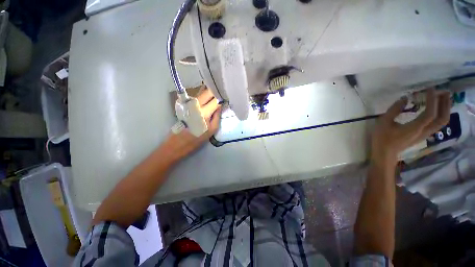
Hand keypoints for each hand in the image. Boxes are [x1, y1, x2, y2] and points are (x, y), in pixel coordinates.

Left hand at [160, 87, 221, 163]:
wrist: (178, 143)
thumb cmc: (197, 139)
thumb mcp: (212, 130)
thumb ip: (217, 116)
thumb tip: (220, 106)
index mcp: (204, 112)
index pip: (216, 100)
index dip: (222, 99)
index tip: (226, 100)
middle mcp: (196, 104)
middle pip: (208, 92)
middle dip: (216, 93)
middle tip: (221, 96)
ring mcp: (189, 103)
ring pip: (202, 93)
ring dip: (209, 94)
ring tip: (215, 98)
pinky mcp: (185, 104)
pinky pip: (197, 97)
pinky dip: (203, 96)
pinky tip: (207, 100)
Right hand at [371, 89, 450, 166]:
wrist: (385, 153)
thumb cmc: (382, 138)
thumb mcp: (383, 122)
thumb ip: (394, 110)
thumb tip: (405, 98)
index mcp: (415, 128)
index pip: (430, 113)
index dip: (432, 100)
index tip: (429, 89)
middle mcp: (424, 131)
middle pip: (442, 118)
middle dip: (445, 104)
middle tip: (443, 91)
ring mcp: (425, 134)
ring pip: (442, 122)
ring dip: (445, 109)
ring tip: (443, 98)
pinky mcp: (423, 135)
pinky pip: (437, 124)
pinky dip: (440, 114)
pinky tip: (436, 109)